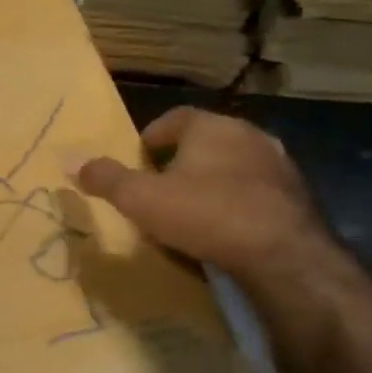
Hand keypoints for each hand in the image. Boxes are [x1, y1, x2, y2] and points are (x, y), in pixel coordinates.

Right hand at [75, 106, 329, 282]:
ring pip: (235, 164)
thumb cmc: (205, 214)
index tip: (140, 155)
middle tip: (161, 183)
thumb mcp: (142, 199)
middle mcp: (249, 135)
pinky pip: (258, 191)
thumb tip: (72, 161)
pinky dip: (239, 202)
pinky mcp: (299, 197)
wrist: (284, 254)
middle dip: (183, 158)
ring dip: (214, 179)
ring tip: (193, 207)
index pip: (176, 118)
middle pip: (207, 140)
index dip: (153, 135)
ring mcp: (279, 165)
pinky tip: (227, 227)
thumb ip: (107, 179)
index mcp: (210, 127)